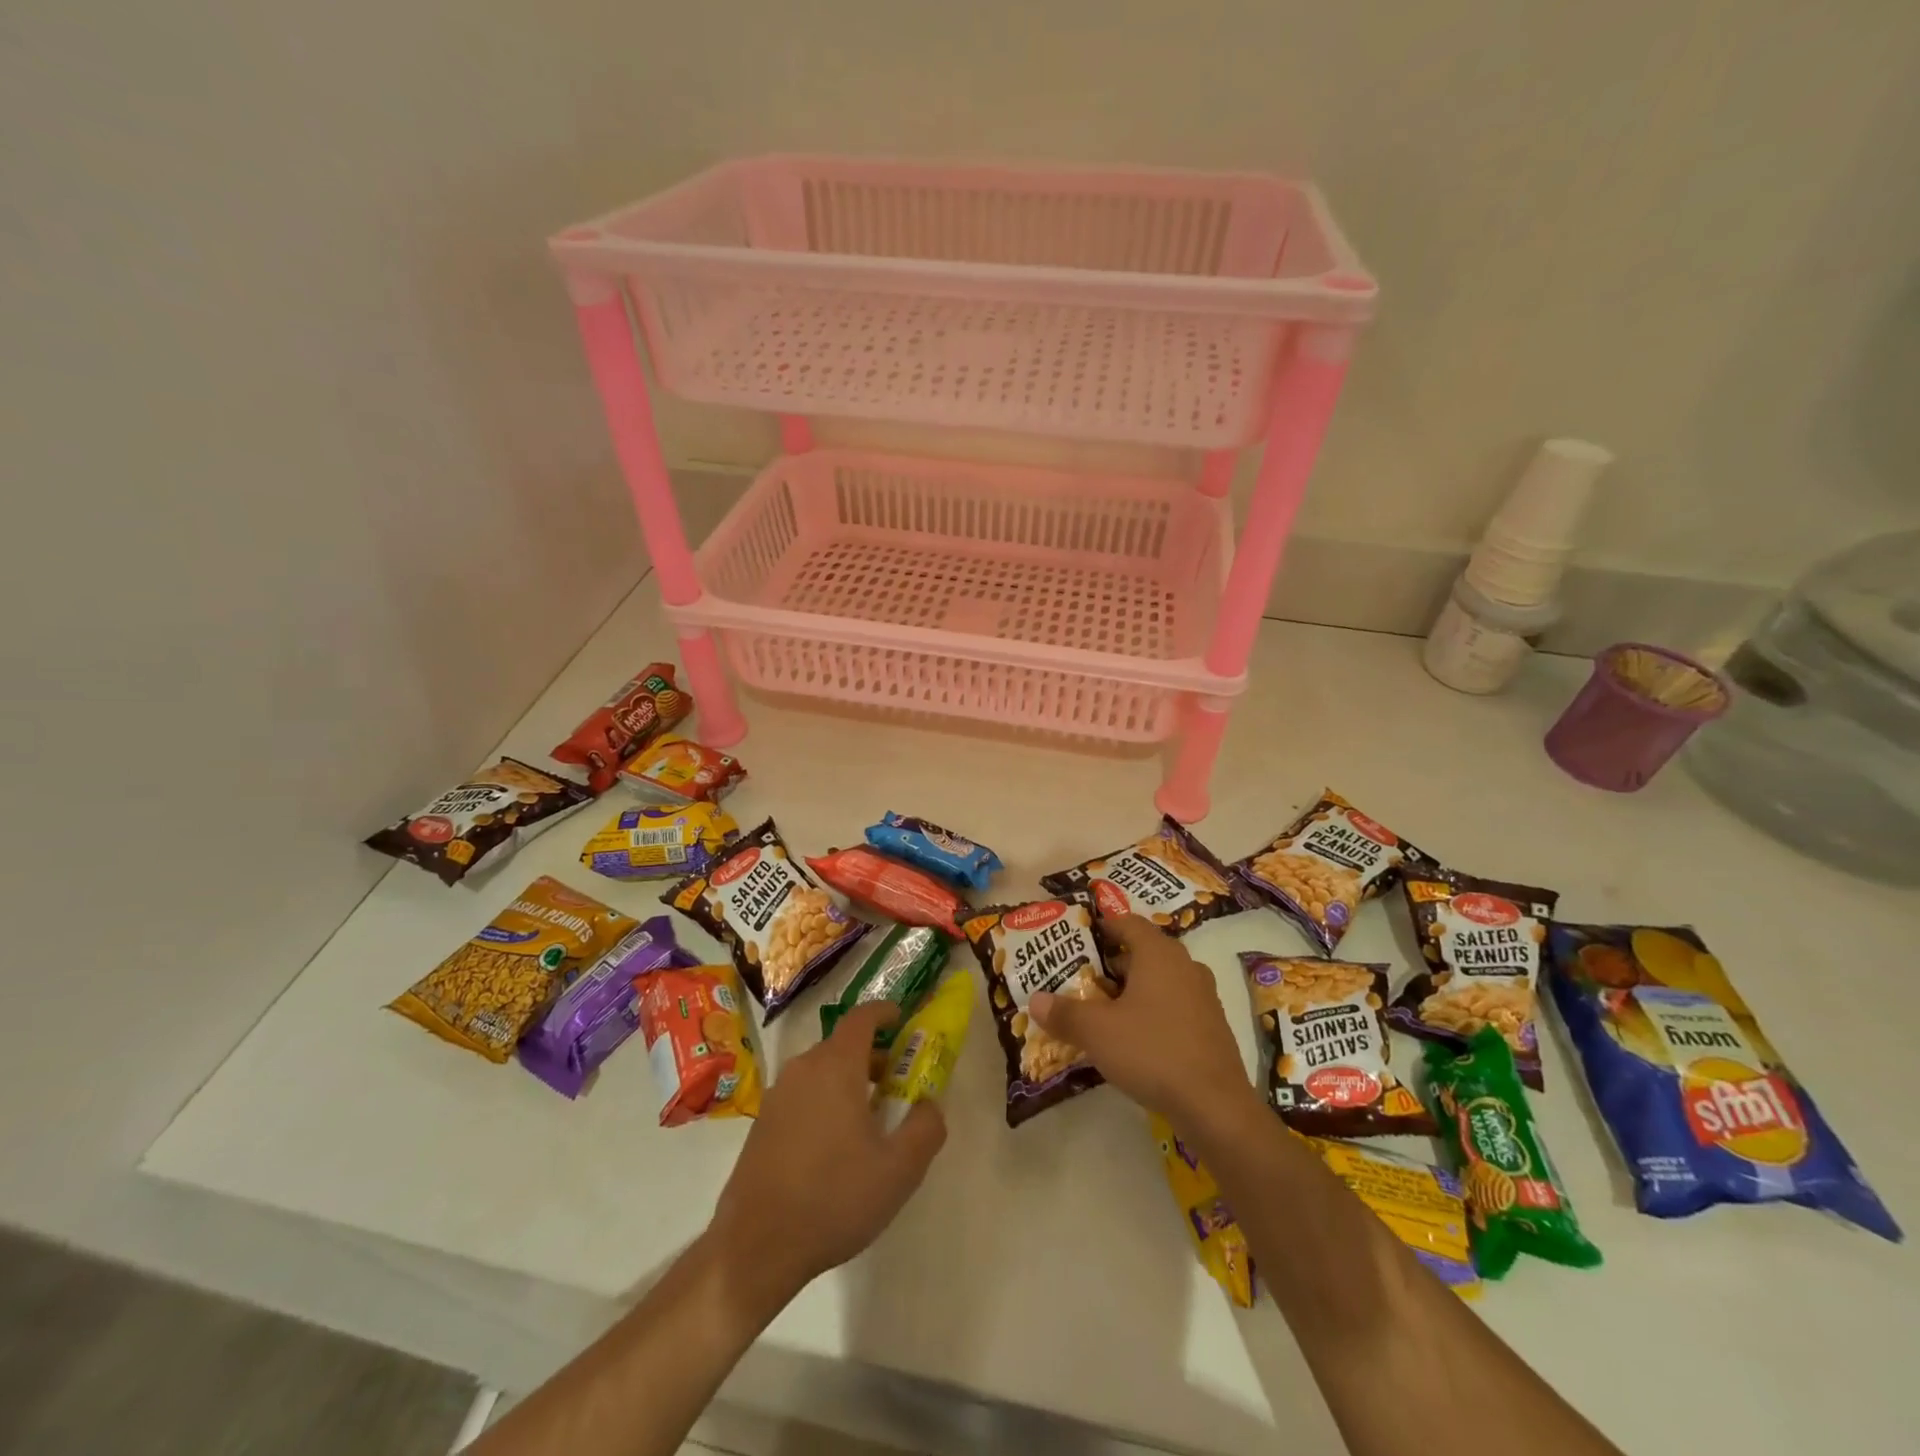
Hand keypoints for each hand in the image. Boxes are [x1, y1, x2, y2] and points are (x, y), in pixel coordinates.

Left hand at [708, 1002, 946, 1319]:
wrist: (755, 1247)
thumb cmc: (834, 1198)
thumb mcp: (899, 1170)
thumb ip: (925, 1128)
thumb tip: (930, 1103)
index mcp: (836, 1066)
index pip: (862, 1017)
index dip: (885, 1012)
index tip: (903, 1020)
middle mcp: (803, 1068)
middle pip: (842, 1044)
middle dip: (872, 1054)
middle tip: (896, 1082)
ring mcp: (777, 1095)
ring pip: (821, 1070)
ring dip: (848, 1079)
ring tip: (869, 1118)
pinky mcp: (762, 1123)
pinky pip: (802, 1094)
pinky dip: (824, 1100)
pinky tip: (834, 1146)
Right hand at [1029, 913, 1258, 1128]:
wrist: (1215, 1107)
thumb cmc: (1152, 1051)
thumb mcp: (1096, 1031)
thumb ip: (1064, 1012)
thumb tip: (1035, 1000)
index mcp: (1158, 953)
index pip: (1127, 922)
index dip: (1102, 926)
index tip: (1078, 938)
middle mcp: (1185, 966)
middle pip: (1143, 952)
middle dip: (1111, 964)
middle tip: (1081, 979)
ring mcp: (1203, 996)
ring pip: (1159, 980)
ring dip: (1132, 990)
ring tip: (1102, 1010)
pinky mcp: (1211, 1026)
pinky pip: (1174, 1005)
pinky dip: (1152, 1011)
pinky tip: (1133, 1038)